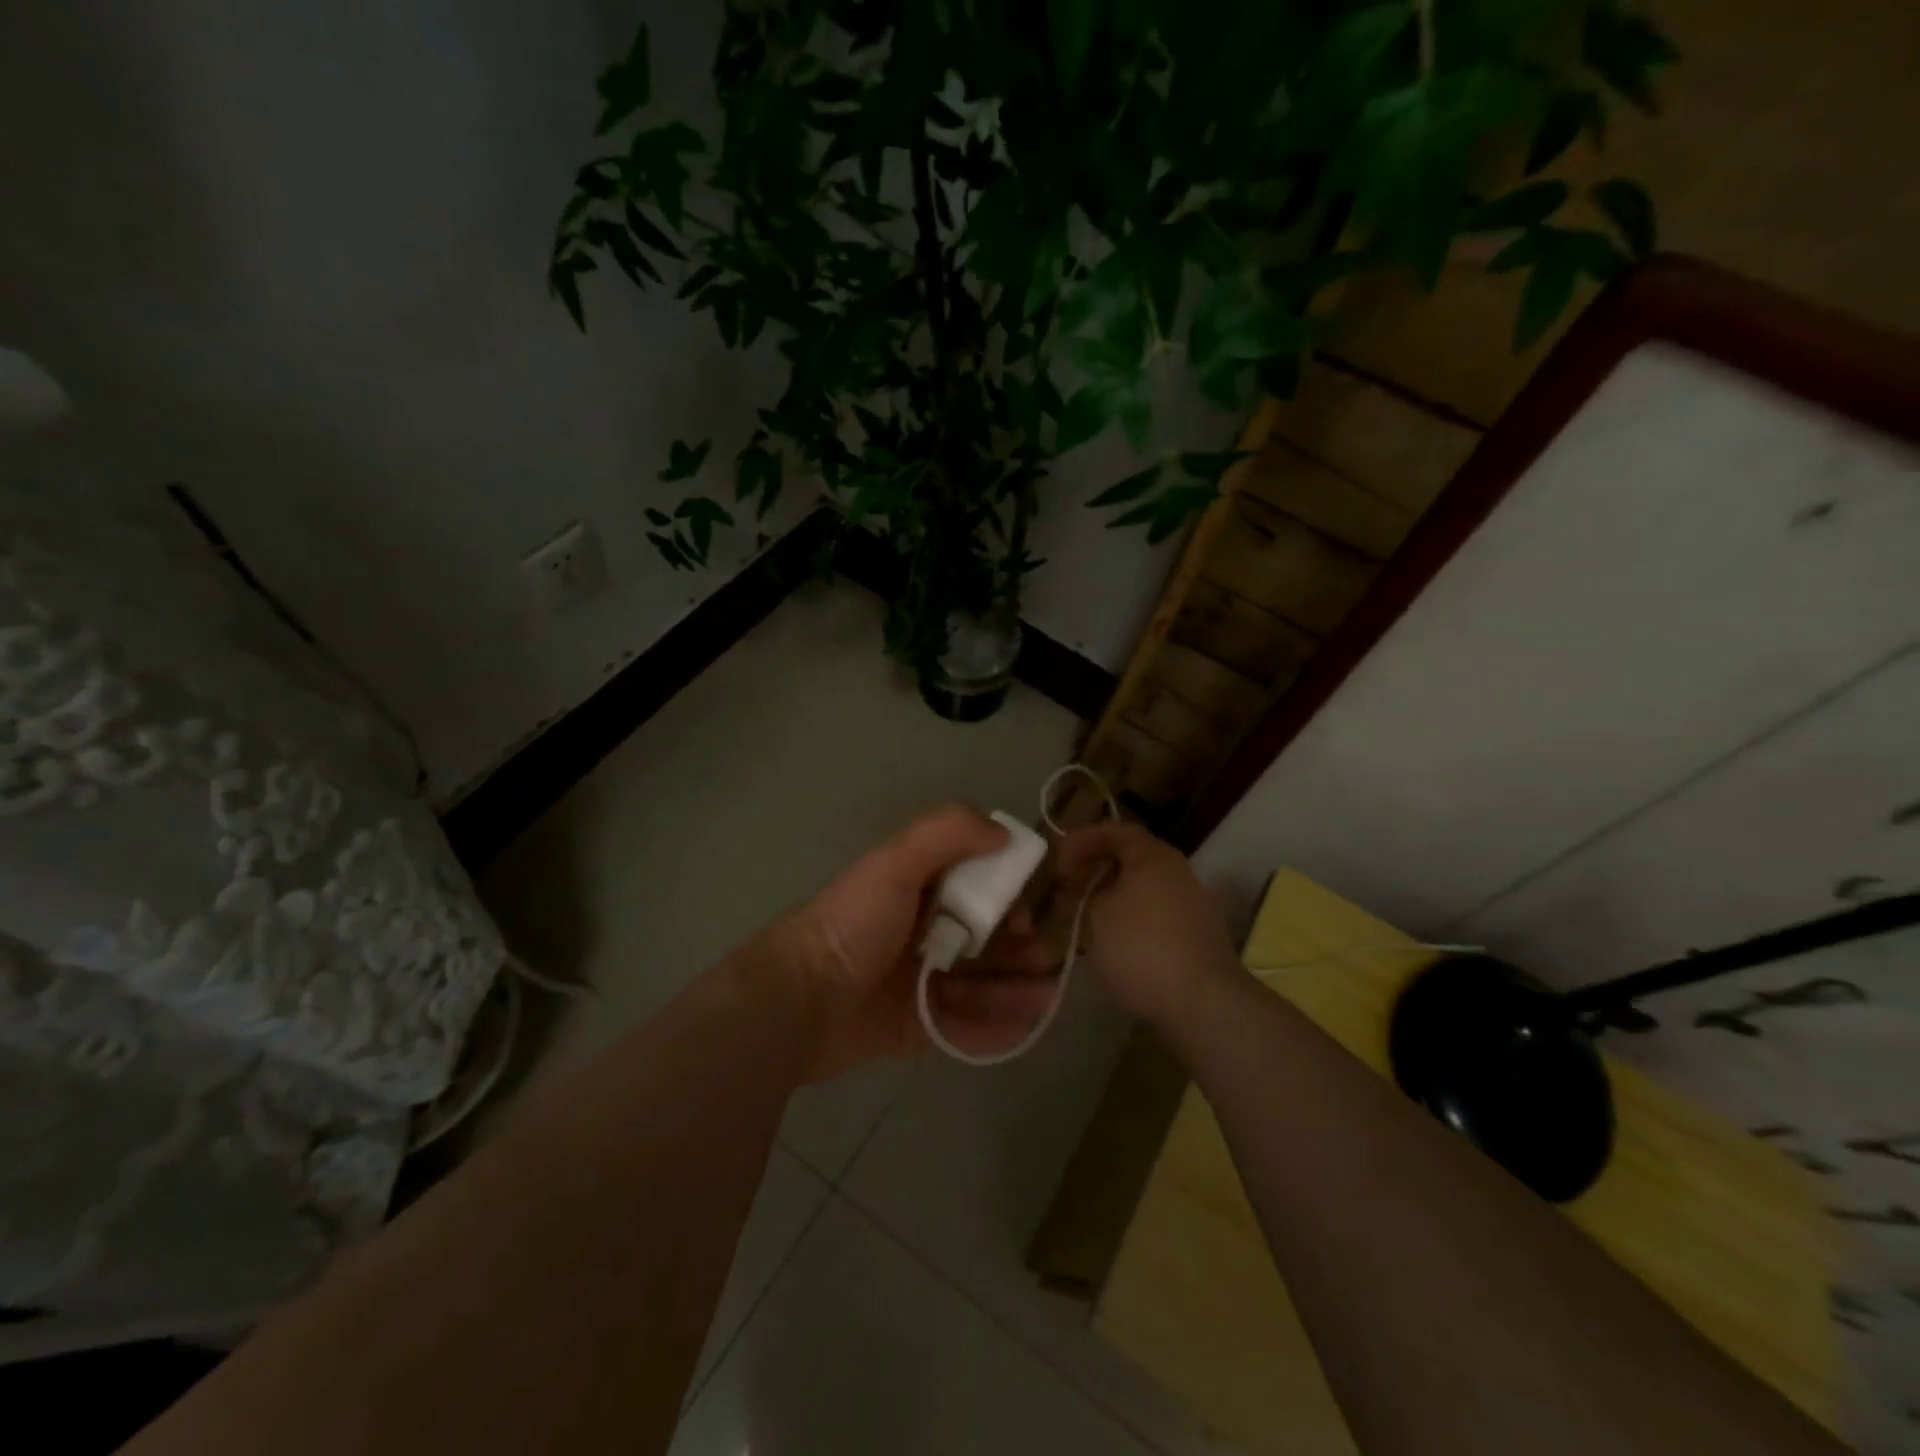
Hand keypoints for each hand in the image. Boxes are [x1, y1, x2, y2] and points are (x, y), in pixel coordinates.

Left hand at [768, 802, 1063, 1080]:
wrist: (796, 1002)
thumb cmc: (852, 925)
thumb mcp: (895, 863)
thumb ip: (947, 832)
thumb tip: (1006, 833)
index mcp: (915, 888)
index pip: (975, 884)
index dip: (1009, 894)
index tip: (1032, 907)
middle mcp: (919, 931)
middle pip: (982, 937)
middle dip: (1020, 946)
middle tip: (1051, 959)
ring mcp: (917, 981)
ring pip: (978, 982)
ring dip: (1016, 987)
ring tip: (1049, 996)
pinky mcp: (913, 1026)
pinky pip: (962, 1025)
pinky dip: (994, 1027)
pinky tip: (1025, 1027)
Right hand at [1052, 821, 1243, 1028]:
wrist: (1202, 1003)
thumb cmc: (1141, 947)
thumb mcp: (1095, 916)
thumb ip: (1081, 896)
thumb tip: (1079, 893)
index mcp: (1154, 857)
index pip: (1116, 831)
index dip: (1083, 840)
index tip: (1057, 859)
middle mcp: (1178, 873)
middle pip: (1129, 861)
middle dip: (1093, 873)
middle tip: (1065, 891)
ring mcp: (1192, 906)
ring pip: (1140, 892)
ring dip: (1108, 900)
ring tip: (1080, 921)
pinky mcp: (1196, 938)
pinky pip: (1153, 917)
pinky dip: (1127, 922)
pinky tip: (1108, 945)